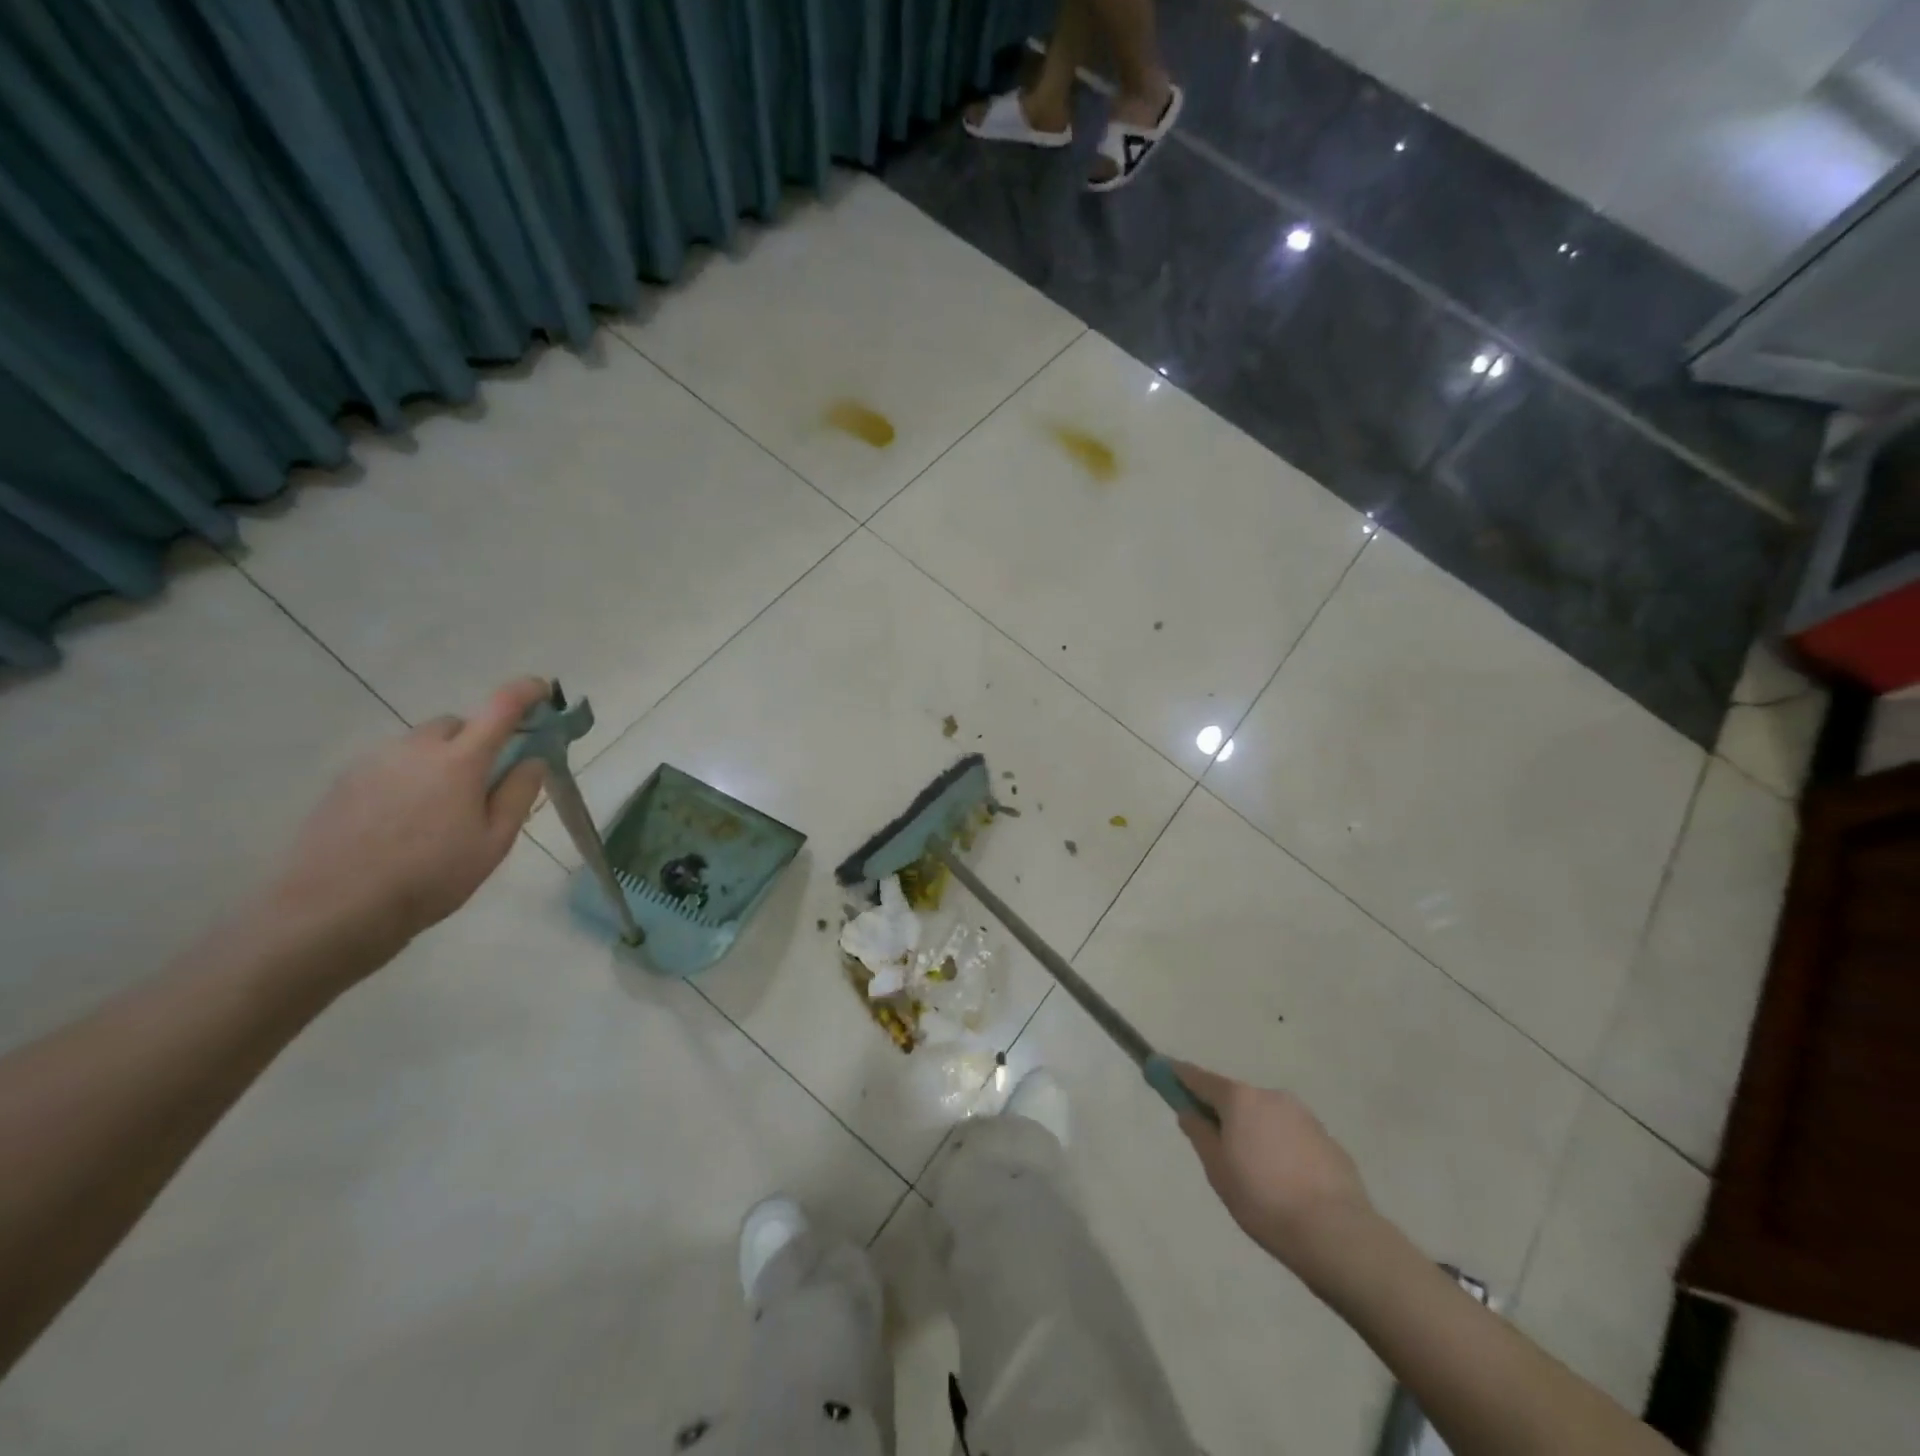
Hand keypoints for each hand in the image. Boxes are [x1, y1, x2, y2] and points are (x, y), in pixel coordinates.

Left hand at [265, 678, 549, 970]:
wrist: (333, 909)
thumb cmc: (430, 877)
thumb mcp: (494, 843)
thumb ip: (519, 794)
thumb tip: (533, 759)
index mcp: (460, 761)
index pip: (501, 707)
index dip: (526, 692)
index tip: (543, 690)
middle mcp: (416, 748)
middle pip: (457, 724)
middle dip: (478, 740)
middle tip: (486, 781)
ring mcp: (374, 762)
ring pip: (420, 744)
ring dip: (440, 760)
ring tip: (440, 811)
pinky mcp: (344, 781)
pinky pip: (390, 764)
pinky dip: (408, 777)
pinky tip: (403, 822)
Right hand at [1173, 1062, 1373, 1274]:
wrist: (1337, 1234)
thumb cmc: (1264, 1200)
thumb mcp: (1218, 1170)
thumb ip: (1199, 1133)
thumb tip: (1188, 1111)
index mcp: (1240, 1099)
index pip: (1199, 1078)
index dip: (1178, 1075)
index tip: (1162, 1069)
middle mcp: (1271, 1096)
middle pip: (1236, 1098)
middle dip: (1223, 1114)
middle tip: (1218, 1149)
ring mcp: (1303, 1115)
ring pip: (1265, 1117)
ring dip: (1254, 1132)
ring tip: (1258, 1176)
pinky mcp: (1327, 1139)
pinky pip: (1291, 1136)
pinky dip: (1281, 1148)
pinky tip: (1286, 1183)